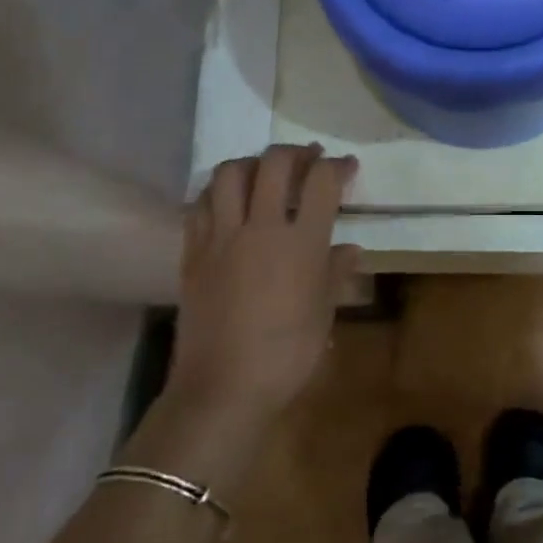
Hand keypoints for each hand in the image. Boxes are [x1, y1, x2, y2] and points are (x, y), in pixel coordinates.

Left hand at [166, 144, 359, 425]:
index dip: (338, 166)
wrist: (222, 389)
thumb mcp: (323, 315)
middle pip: (274, 164)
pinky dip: (215, 192)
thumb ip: (335, 274)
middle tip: (308, 158)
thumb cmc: (286, 356)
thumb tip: (349, 250)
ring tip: (263, 171)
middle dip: (295, 152)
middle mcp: (260, 227)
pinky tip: (226, 201)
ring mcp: (221, 237)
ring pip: (229, 174)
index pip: (322, 181)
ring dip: (251, 163)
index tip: (346, 167)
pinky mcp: (193, 253)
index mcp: (301, 242)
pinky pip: (199, 205)